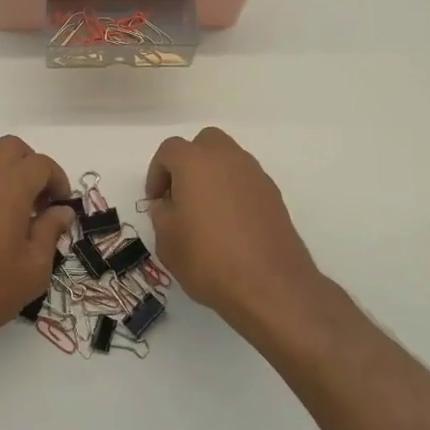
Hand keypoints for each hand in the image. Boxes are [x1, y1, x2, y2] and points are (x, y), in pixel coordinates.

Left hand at [0, 136, 72, 364]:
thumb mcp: (33, 268)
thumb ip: (50, 231)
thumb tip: (61, 211)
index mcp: (10, 185)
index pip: (41, 164)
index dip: (58, 180)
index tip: (62, 206)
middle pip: (12, 147)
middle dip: (31, 165)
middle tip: (39, 200)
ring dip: (6, 169)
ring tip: (13, 207)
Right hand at [144, 127, 323, 336]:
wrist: (270, 285)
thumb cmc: (208, 258)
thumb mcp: (167, 241)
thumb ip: (161, 214)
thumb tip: (168, 204)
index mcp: (194, 161)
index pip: (168, 150)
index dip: (156, 173)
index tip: (156, 201)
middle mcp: (227, 158)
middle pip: (204, 143)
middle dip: (189, 163)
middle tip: (181, 195)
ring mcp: (255, 174)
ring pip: (228, 160)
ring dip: (213, 176)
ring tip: (206, 213)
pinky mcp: (274, 195)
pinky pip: (246, 181)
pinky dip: (234, 192)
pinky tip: (230, 225)